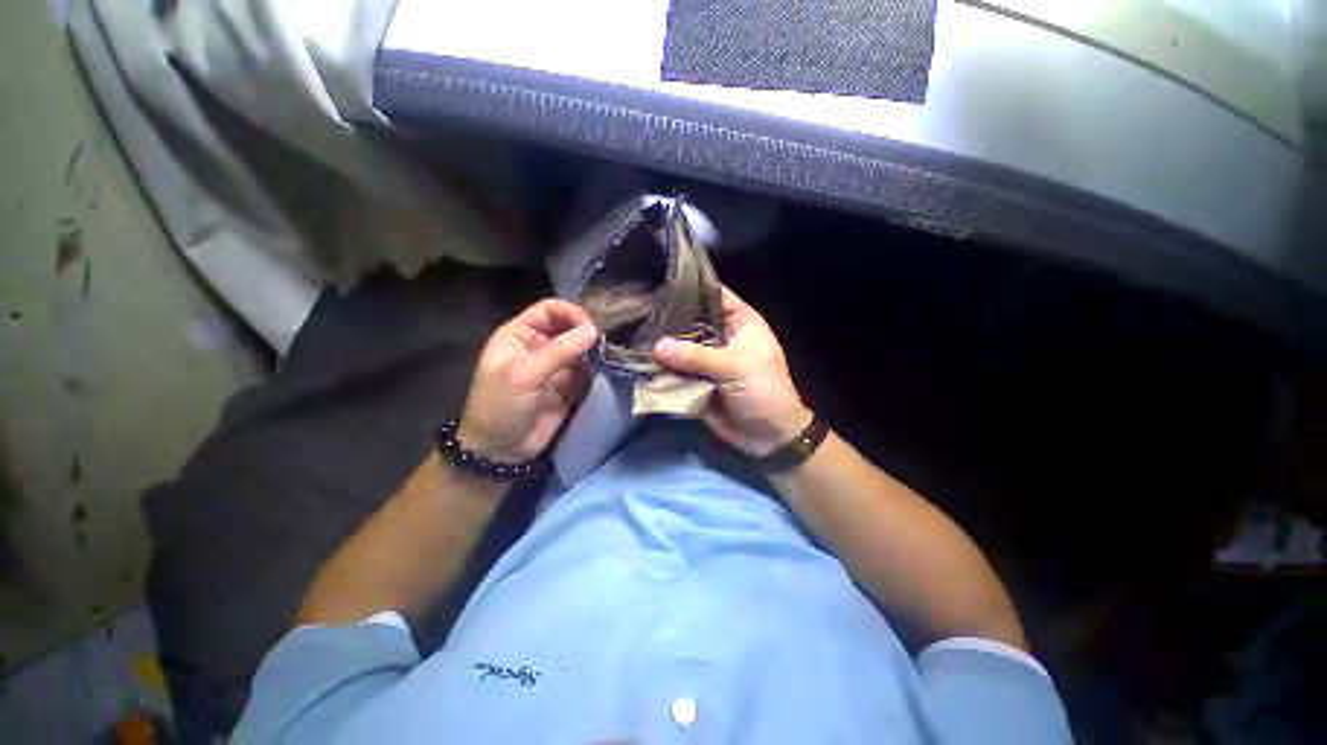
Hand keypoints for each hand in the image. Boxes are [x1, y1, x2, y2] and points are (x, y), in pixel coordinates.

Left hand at [458, 299, 598, 461]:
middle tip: (604, 345)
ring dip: (594, 353)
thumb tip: (594, 331)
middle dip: (586, 333)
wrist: (501, 451)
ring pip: (581, 349)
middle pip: (569, 327)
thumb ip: (559, 351)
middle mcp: (539, 346)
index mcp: (519, 335)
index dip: (571, 314)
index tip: (591, 329)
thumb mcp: (524, 375)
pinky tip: (603, 374)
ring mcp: (556, 367)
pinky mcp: (569, 386)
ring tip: (607, 359)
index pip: (550, 310)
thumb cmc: (501, 407)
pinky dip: (596, 371)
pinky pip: (587, 371)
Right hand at [653, 286, 811, 456]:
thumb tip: (657, 346)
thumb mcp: (734, 367)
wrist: (769, 436)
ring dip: (663, 345)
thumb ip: (696, 356)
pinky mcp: (698, 381)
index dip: (692, 287)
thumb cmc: (762, 390)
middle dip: (670, 318)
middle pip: (693, 321)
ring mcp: (708, 360)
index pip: (715, 295)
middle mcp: (722, 337)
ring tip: (633, 331)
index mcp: (740, 323)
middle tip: (639, 308)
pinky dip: (663, 368)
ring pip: (682, 347)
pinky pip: (678, 371)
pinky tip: (639, 358)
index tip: (662, 280)